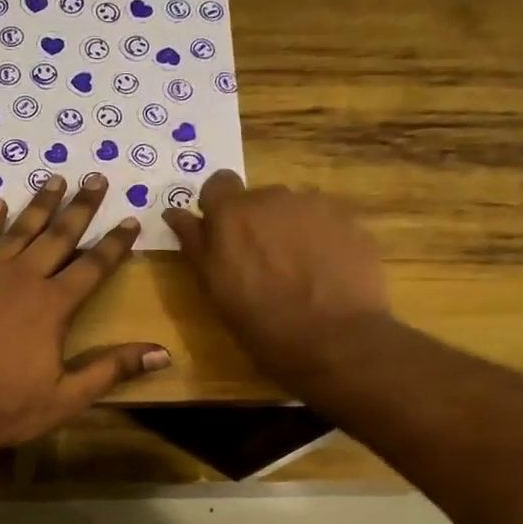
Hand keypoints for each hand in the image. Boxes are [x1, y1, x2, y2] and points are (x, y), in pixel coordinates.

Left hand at [0, 174, 170, 462]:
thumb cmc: (4, 408)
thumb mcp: (66, 397)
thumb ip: (112, 369)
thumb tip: (163, 353)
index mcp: (53, 305)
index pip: (93, 266)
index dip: (115, 243)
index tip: (130, 219)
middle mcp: (22, 279)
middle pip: (58, 235)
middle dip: (81, 207)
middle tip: (97, 178)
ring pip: (18, 230)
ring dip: (40, 204)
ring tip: (55, 179)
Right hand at [163, 171, 390, 384]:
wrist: (336, 339)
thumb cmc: (262, 322)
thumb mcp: (215, 289)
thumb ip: (194, 243)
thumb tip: (173, 212)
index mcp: (232, 213)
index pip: (217, 184)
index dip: (218, 207)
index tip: (222, 235)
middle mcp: (272, 197)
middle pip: (257, 199)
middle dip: (255, 223)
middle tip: (260, 264)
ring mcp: (315, 205)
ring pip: (292, 209)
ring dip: (288, 230)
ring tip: (296, 270)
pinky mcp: (349, 220)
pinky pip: (324, 220)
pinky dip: (319, 238)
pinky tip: (323, 271)